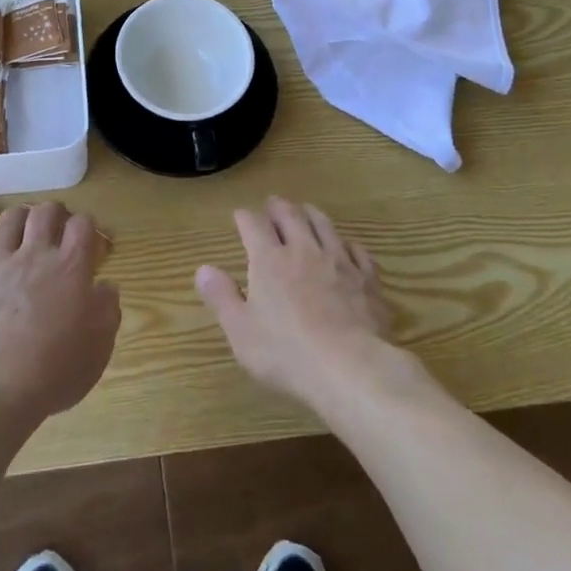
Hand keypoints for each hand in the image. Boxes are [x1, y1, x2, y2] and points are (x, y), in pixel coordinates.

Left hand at [0, 201, 120, 433]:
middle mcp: (34, 257)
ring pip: (7, 223)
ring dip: (17, 216)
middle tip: (56, 220)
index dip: (87, 225)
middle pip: (43, 214)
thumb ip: (107, 310)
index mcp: (70, 268)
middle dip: (52, 211)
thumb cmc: (53, 370)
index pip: (82, 226)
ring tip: (21, 220)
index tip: (88, 238)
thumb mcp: (99, 346)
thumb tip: (106, 287)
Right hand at [195, 196, 400, 411]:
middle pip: (290, 216)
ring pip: (324, 225)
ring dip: (311, 214)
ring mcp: (339, 261)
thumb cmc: (287, 352)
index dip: (244, 217)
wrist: (350, 367)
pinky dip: (348, 243)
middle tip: (272, 203)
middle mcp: (303, 250)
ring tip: (306, 210)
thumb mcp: (241, 331)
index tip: (239, 215)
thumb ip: (222, 297)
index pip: (253, 225)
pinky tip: (347, 247)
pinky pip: (357, 251)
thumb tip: (203, 268)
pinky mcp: (367, 279)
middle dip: (278, 207)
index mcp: (269, 260)